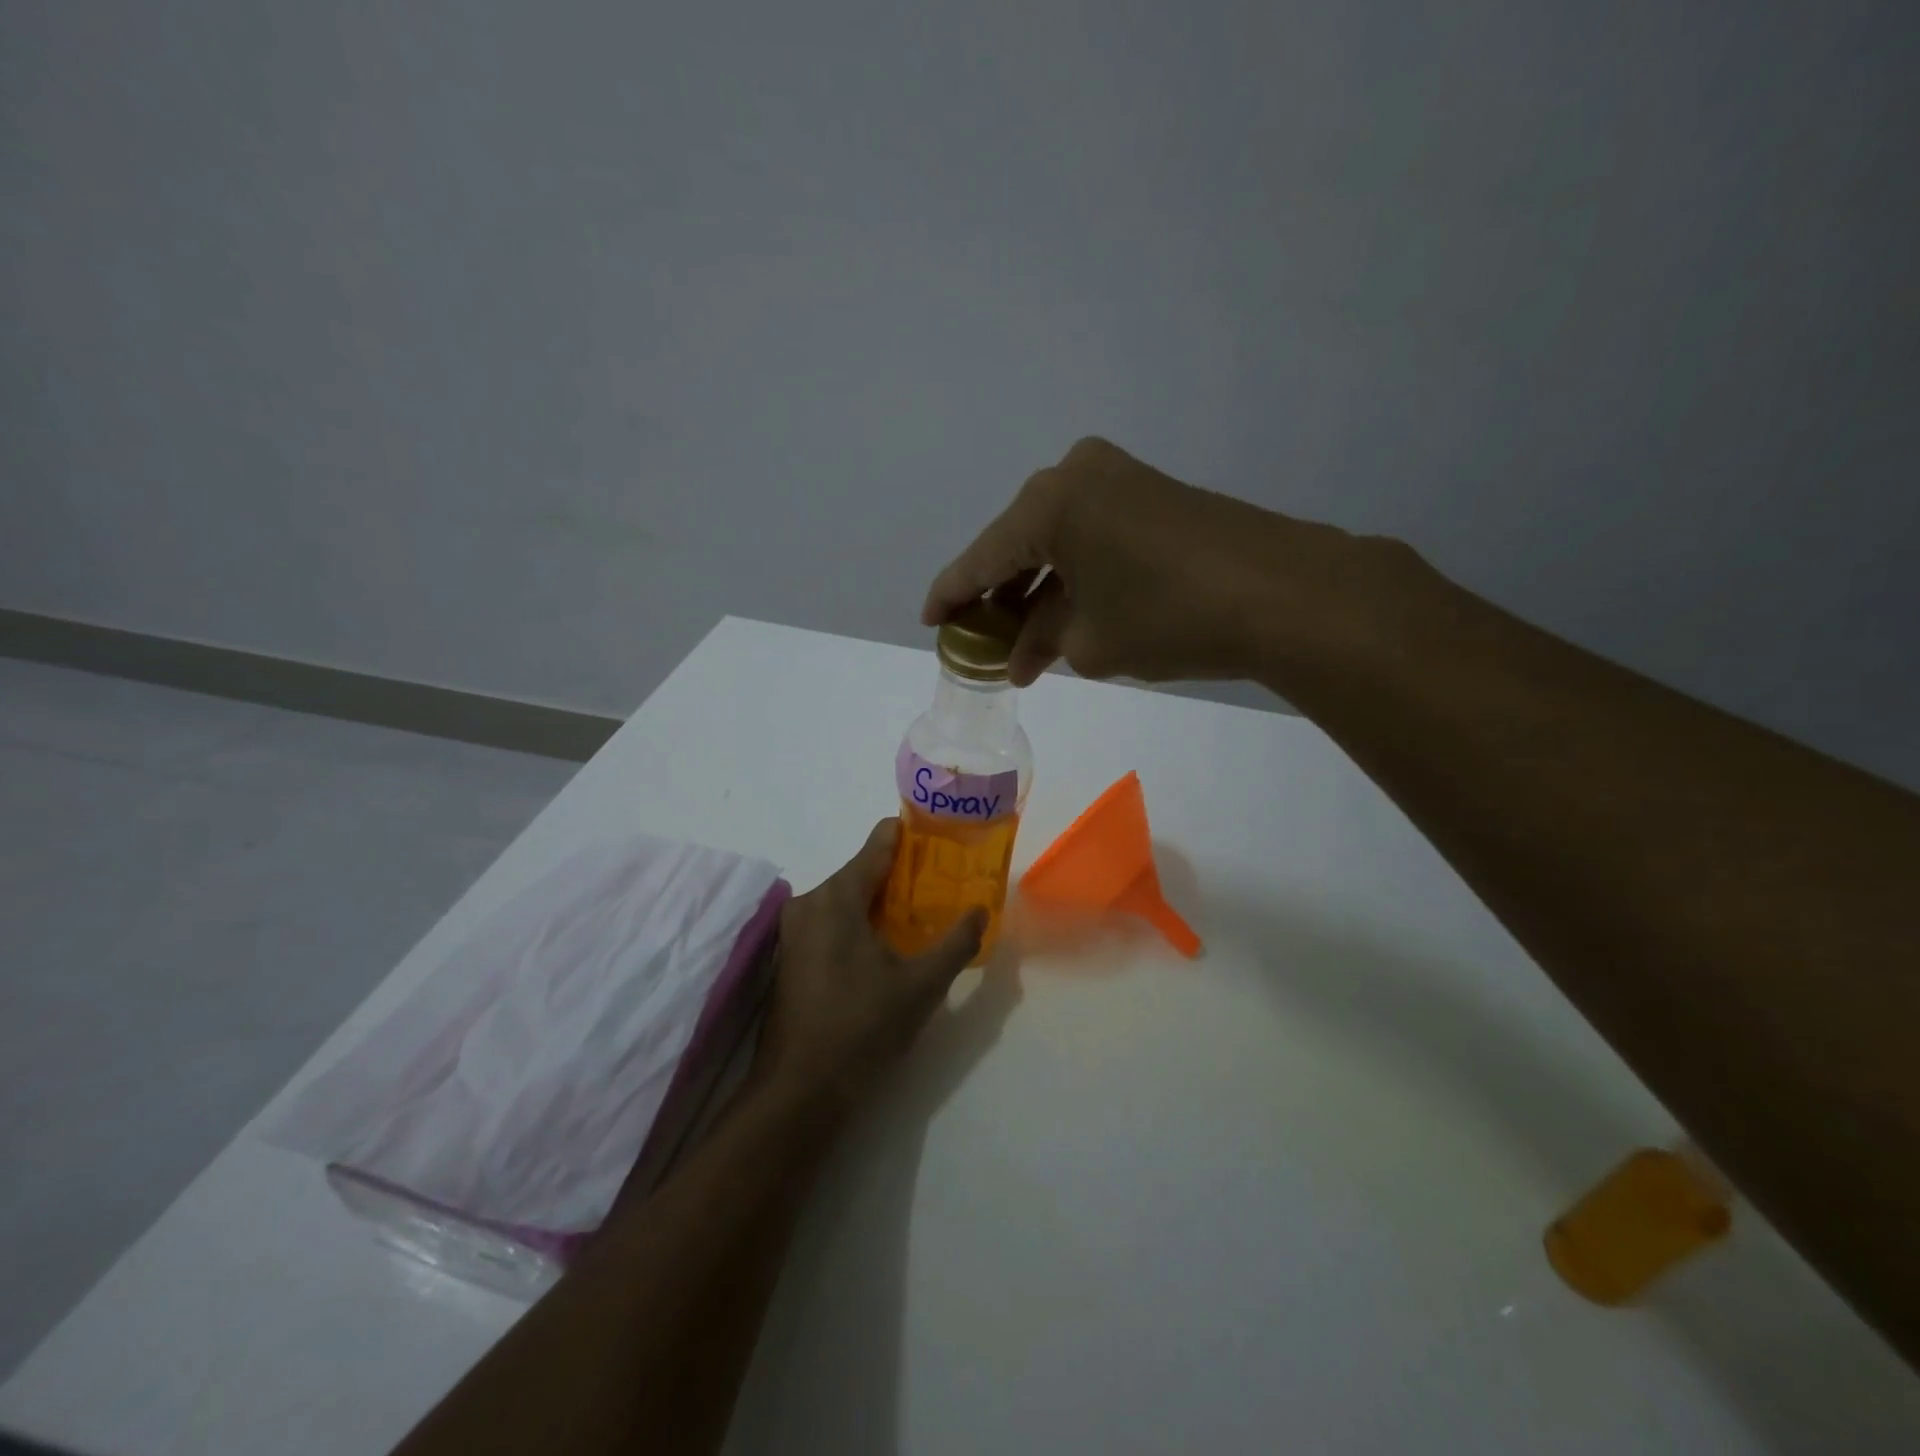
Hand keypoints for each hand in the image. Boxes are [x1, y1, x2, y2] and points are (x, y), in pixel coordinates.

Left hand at [755, 821, 984, 1110]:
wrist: (799, 1091)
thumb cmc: (862, 1028)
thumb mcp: (921, 986)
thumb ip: (956, 942)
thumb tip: (981, 910)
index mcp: (837, 897)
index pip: (878, 843)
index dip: (912, 835)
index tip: (942, 839)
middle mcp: (809, 902)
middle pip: (862, 870)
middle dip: (902, 874)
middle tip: (942, 884)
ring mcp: (794, 930)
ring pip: (846, 898)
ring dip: (881, 902)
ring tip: (921, 914)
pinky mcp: (790, 955)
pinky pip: (831, 920)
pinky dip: (859, 921)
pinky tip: (886, 945)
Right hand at [923, 436, 1395, 688]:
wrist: (1284, 594)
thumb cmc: (1169, 618)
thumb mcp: (1090, 642)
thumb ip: (1042, 642)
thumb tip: (1021, 654)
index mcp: (1048, 504)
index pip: (981, 557)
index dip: (951, 594)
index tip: (930, 622)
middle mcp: (1076, 475)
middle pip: (1018, 544)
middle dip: (999, 596)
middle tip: (982, 640)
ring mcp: (1120, 479)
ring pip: (1056, 540)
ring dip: (1038, 590)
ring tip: (1023, 642)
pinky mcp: (1154, 494)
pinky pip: (1092, 535)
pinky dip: (1074, 574)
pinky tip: (1067, 613)